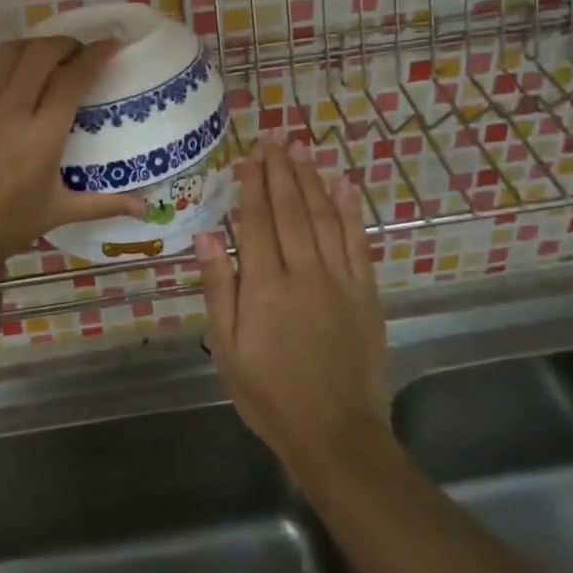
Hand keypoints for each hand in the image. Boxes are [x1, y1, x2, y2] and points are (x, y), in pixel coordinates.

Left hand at [0, 36, 147, 287]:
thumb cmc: (3, 227)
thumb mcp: (57, 213)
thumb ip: (104, 204)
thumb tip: (146, 208)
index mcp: (42, 134)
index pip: (73, 77)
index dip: (96, 54)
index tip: (112, 44)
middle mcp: (11, 109)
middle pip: (41, 52)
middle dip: (66, 43)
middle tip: (81, 53)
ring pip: (10, 54)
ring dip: (35, 47)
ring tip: (50, 59)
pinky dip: (10, 69)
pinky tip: (17, 88)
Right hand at [195, 136, 388, 477]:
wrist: (336, 434)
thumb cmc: (270, 394)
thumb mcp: (228, 348)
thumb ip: (219, 289)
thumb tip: (206, 236)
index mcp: (265, 287)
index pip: (257, 222)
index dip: (253, 185)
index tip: (250, 155)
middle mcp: (303, 273)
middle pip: (290, 210)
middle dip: (281, 171)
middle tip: (275, 137)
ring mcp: (340, 280)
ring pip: (323, 217)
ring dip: (311, 179)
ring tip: (302, 149)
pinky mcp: (366, 293)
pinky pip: (358, 242)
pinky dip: (351, 210)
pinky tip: (344, 184)